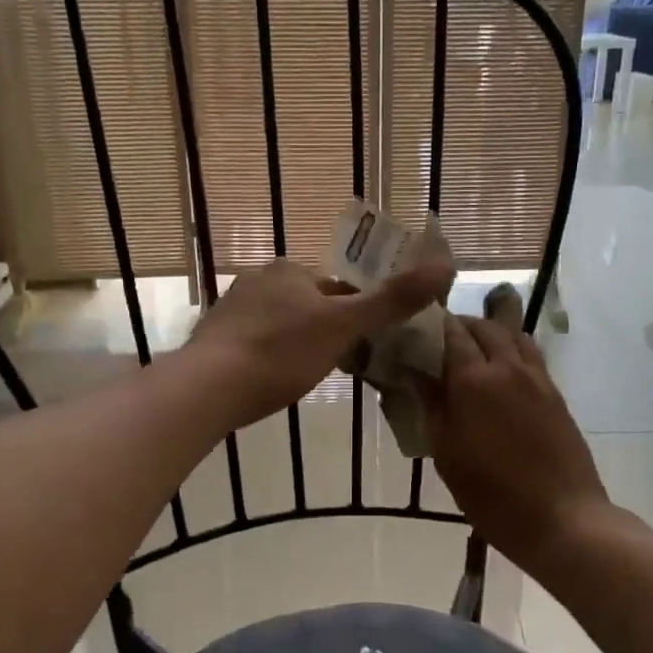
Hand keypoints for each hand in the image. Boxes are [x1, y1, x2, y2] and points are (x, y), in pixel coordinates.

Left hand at [187, 257, 453, 427]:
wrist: (209, 387)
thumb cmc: (281, 352)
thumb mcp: (344, 326)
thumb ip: (391, 300)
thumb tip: (444, 266)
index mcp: (291, 270)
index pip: (338, 287)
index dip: (356, 314)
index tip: (364, 346)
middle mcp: (258, 279)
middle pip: (310, 305)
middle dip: (326, 330)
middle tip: (339, 365)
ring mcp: (232, 308)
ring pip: (282, 323)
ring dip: (297, 344)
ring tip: (305, 376)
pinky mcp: (214, 337)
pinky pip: (256, 342)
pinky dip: (270, 356)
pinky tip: (273, 380)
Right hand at [423, 315, 610, 570]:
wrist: (562, 517)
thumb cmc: (492, 494)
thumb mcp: (447, 454)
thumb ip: (431, 407)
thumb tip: (414, 373)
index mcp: (473, 381)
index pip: (451, 333)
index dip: (432, 325)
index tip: (415, 330)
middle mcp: (507, 367)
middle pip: (484, 327)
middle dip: (461, 325)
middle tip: (440, 339)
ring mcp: (536, 378)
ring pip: (513, 334)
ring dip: (490, 331)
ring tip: (472, 346)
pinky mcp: (555, 393)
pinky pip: (530, 355)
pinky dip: (511, 348)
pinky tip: (501, 368)